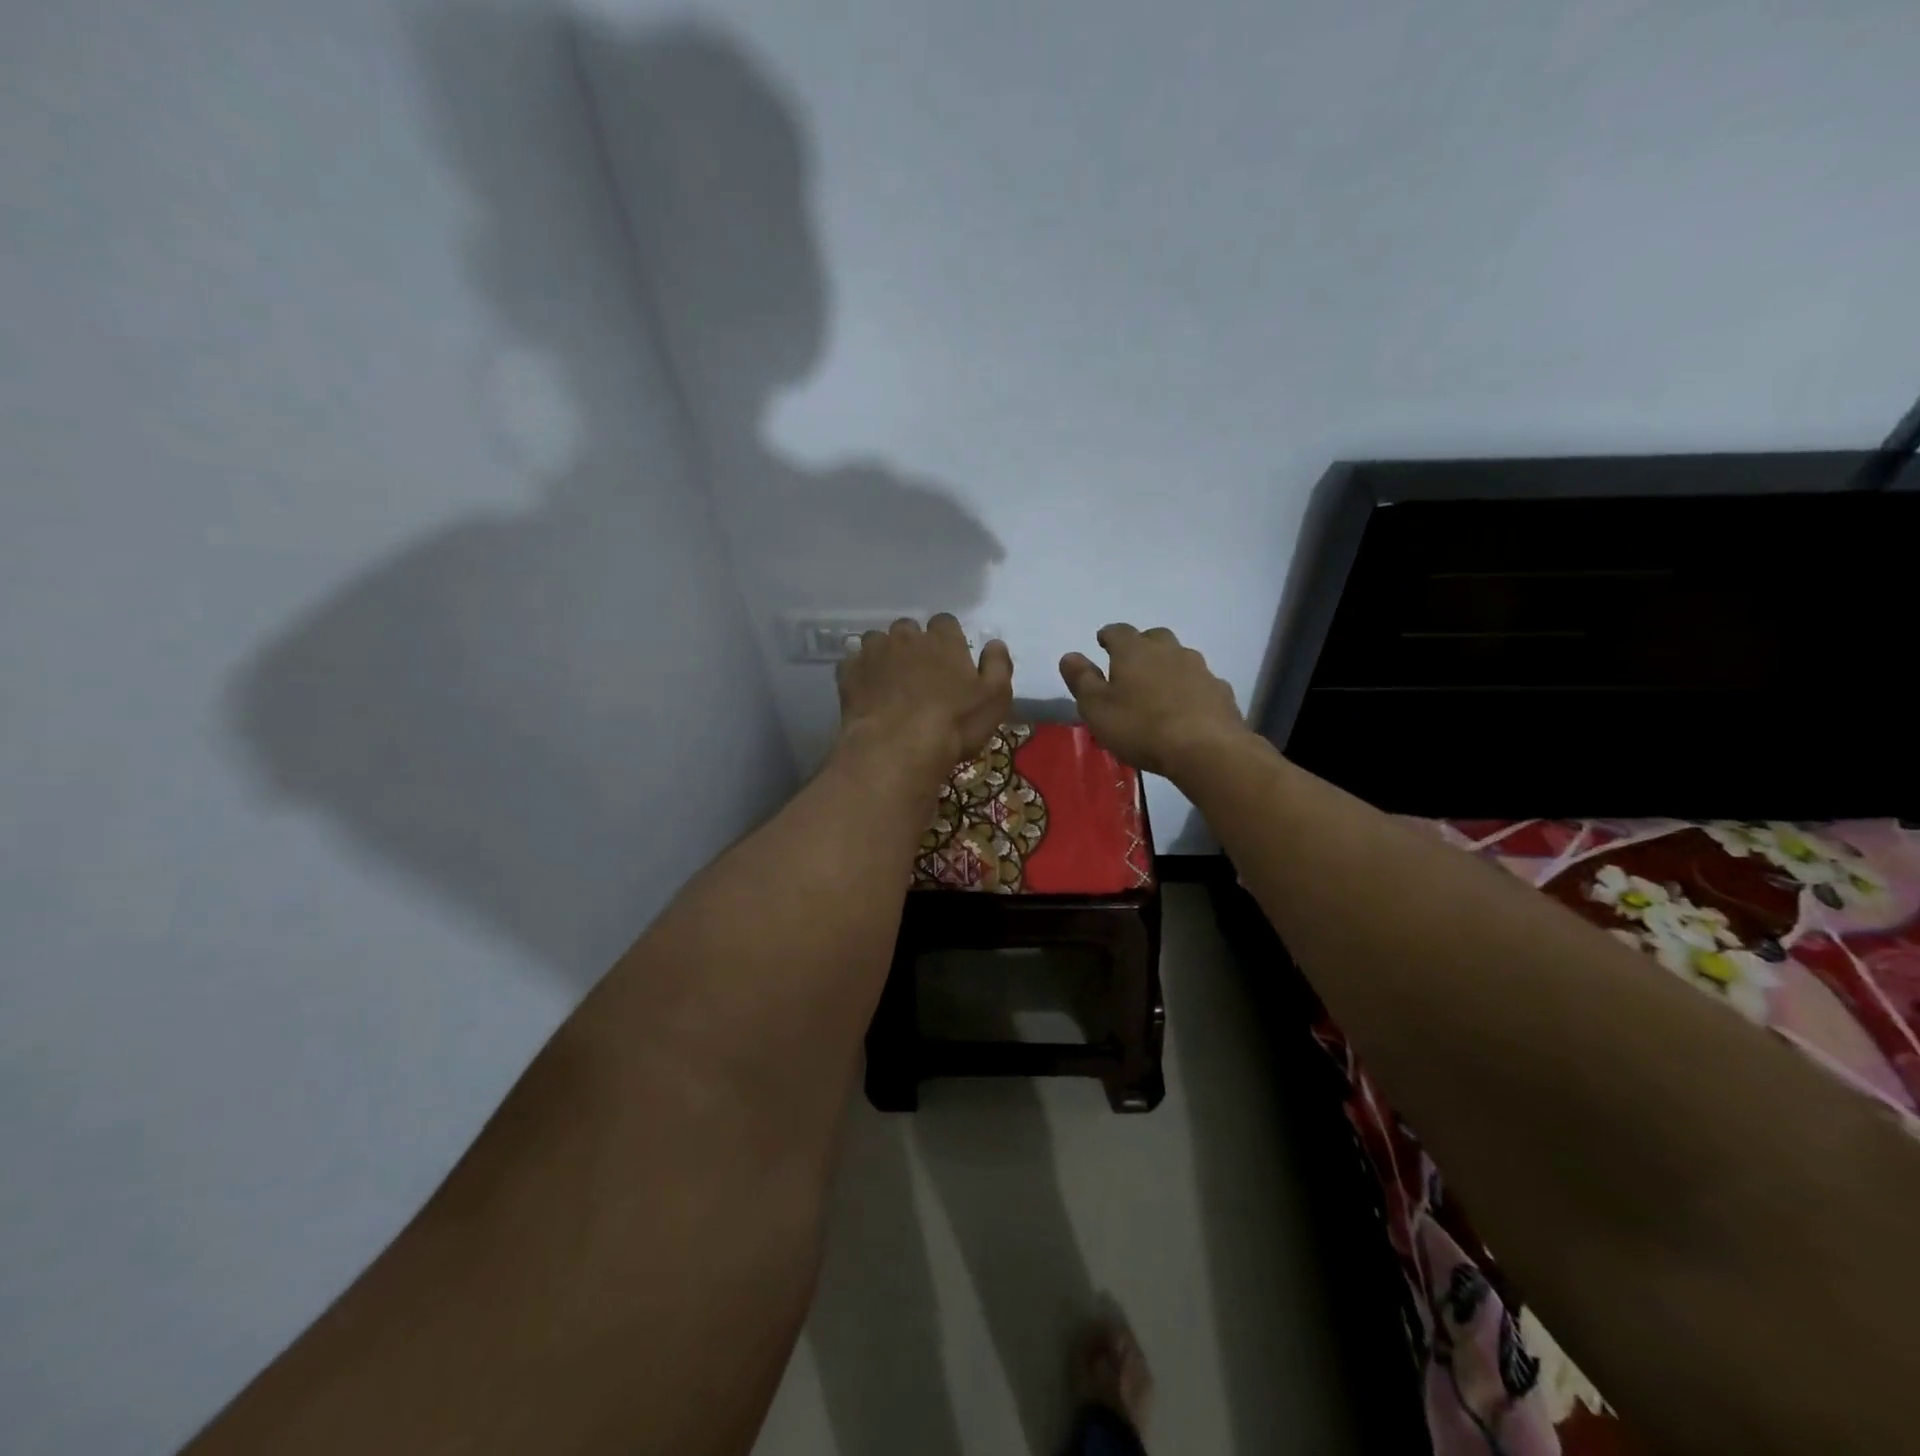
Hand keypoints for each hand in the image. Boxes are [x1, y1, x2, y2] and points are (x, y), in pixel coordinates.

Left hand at [836, 614, 1013, 775]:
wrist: (898, 747)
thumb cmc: (954, 724)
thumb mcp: (995, 698)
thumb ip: (998, 665)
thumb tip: (994, 644)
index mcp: (943, 639)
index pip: (945, 622)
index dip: (947, 639)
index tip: (949, 659)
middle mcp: (906, 637)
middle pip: (908, 628)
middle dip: (912, 644)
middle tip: (918, 673)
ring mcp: (874, 652)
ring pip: (877, 640)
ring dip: (884, 654)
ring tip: (889, 681)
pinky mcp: (849, 673)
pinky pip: (852, 663)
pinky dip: (859, 672)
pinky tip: (866, 691)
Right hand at [1059, 624, 1245, 776]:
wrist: (1206, 749)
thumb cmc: (1140, 727)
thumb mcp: (1096, 708)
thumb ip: (1081, 680)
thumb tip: (1069, 655)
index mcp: (1134, 651)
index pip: (1118, 631)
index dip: (1108, 635)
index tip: (1102, 642)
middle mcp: (1169, 651)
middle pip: (1154, 637)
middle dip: (1142, 646)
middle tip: (1131, 664)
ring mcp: (1200, 669)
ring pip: (1180, 658)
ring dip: (1168, 666)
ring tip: (1159, 688)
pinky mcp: (1220, 692)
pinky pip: (1200, 683)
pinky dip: (1190, 689)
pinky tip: (1186, 708)